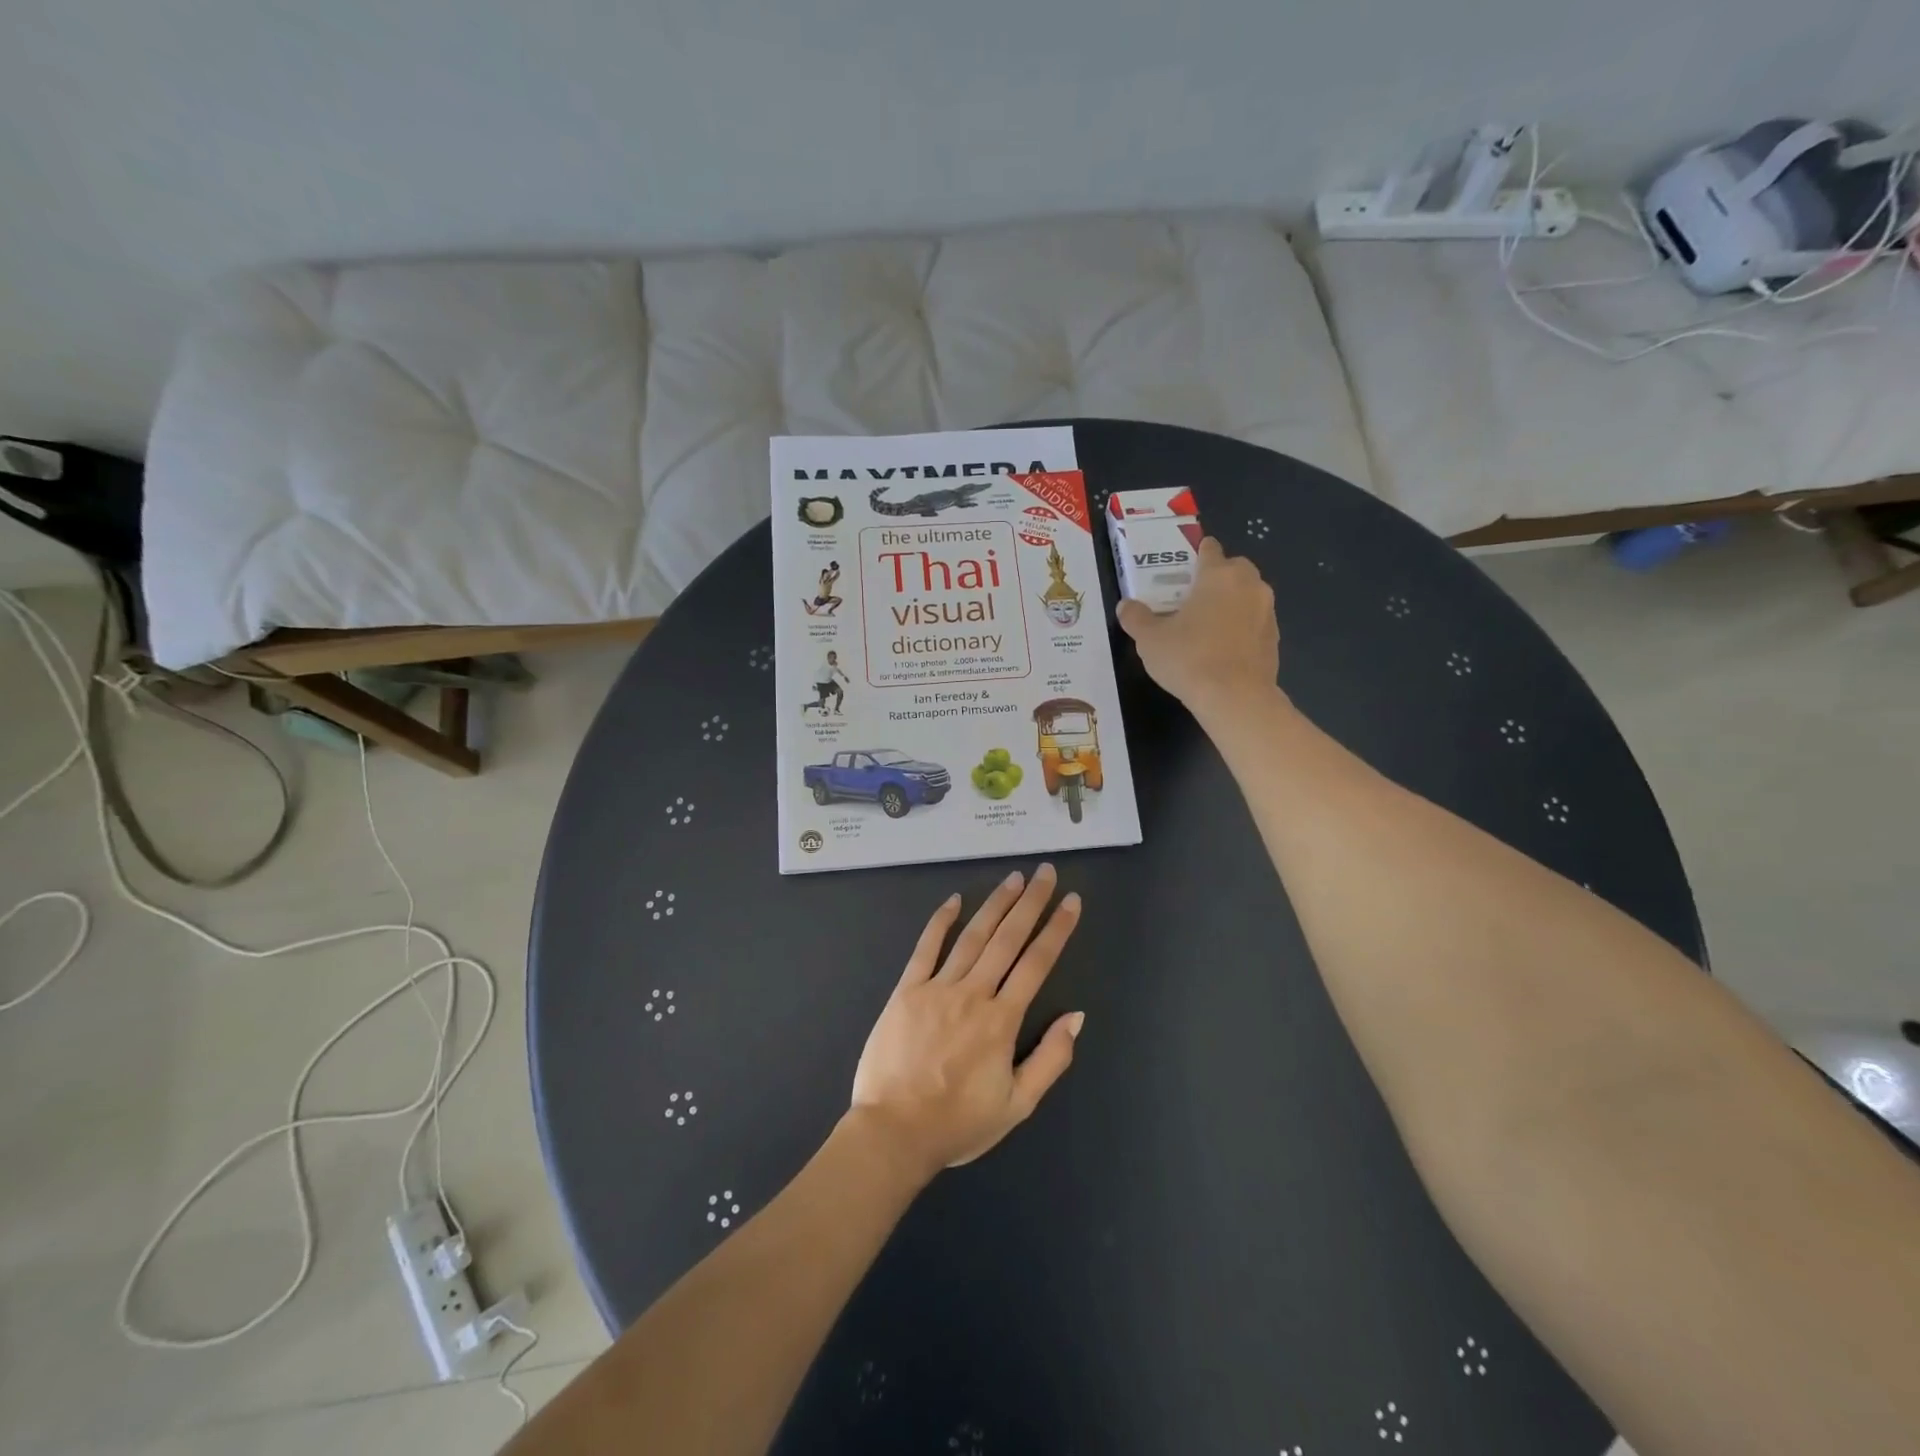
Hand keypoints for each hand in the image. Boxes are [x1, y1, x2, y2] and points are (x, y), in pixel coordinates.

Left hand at [849, 864, 1084, 1179]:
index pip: (1037, 964)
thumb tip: (1077, 1016)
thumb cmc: (958, 1124)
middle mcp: (973, 995)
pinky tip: (954, 900)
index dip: (1057, 929)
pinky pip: (926, 948)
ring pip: (972, 937)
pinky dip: (941, 922)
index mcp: (1002, 1021)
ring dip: (995, 904)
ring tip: (1014, 878)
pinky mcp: (906, 990)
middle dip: (1030, 902)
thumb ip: (1051, 1059)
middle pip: (1008, 939)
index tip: (1071, 901)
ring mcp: (937, 988)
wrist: (894, 1132)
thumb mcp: (1017, 1105)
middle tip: (1045, 872)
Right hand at [1116, 537, 1279, 721]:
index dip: (1196, 553)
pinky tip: (1223, 649)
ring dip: (1231, 603)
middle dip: (1216, 577)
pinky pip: (1255, 622)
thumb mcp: (1149, 639)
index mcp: (1218, 575)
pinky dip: (1242, 627)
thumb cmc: (1189, 658)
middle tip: (1192, 598)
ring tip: (1207, 626)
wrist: (1235, 698)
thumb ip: (1136, 618)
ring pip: (1248, 595)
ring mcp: (1267, 611)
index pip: (1209, 549)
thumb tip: (1125, 606)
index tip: (1183, 567)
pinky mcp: (1275, 638)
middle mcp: (1249, 584)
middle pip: (1234, 568)